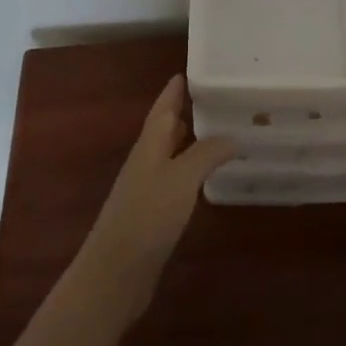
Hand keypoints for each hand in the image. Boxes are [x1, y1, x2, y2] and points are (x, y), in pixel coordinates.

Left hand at [73, 76, 234, 325]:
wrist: (113, 275)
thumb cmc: (146, 217)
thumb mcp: (181, 179)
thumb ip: (207, 153)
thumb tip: (232, 135)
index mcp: (149, 145)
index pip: (163, 107)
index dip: (175, 89)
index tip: (190, 70)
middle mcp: (147, 161)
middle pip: (165, 127)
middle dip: (185, 110)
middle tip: (214, 96)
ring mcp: (147, 189)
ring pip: (170, 153)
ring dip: (189, 139)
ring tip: (216, 128)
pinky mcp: (152, 214)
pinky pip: (175, 179)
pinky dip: (191, 168)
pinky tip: (206, 175)